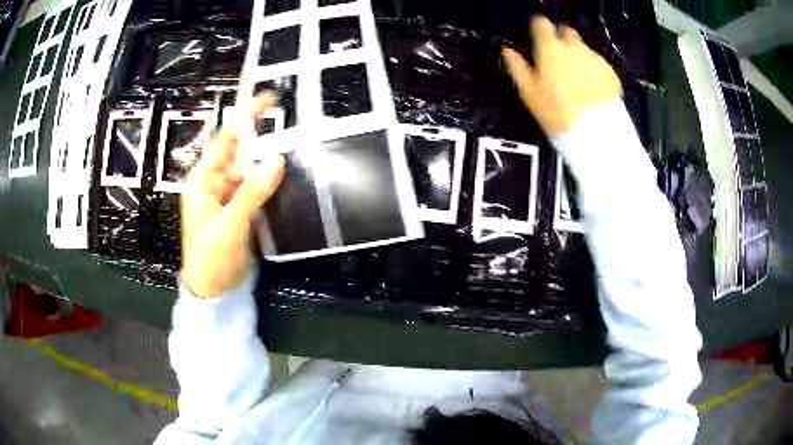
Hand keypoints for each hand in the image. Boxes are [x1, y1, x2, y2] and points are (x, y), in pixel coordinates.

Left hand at [181, 95, 284, 297]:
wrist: (213, 291)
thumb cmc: (211, 257)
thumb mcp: (230, 224)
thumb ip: (252, 192)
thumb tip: (277, 161)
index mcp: (203, 180)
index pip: (225, 140)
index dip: (245, 117)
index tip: (267, 99)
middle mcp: (214, 183)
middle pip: (239, 153)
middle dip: (262, 139)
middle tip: (291, 125)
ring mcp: (228, 196)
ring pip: (250, 171)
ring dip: (268, 163)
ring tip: (295, 148)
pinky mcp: (240, 210)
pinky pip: (255, 189)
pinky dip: (269, 184)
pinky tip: (285, 178)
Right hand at [502, 16, 621, 138]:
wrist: (596, 134)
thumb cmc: (557, 113)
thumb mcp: (529, 93)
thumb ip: (517, 67)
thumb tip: (507, 51)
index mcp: (550, 49)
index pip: (541, 24)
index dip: (538, 28)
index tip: (538, 36)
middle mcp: (574, 48)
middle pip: (566, 32)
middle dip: (561, 39)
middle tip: (558, 58)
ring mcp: (594, 59)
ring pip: (583, 49)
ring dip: (578, 56)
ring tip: (576, 78)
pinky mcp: (610, 73)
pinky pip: (598, 64)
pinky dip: (593, 70)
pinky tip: (591, 87)